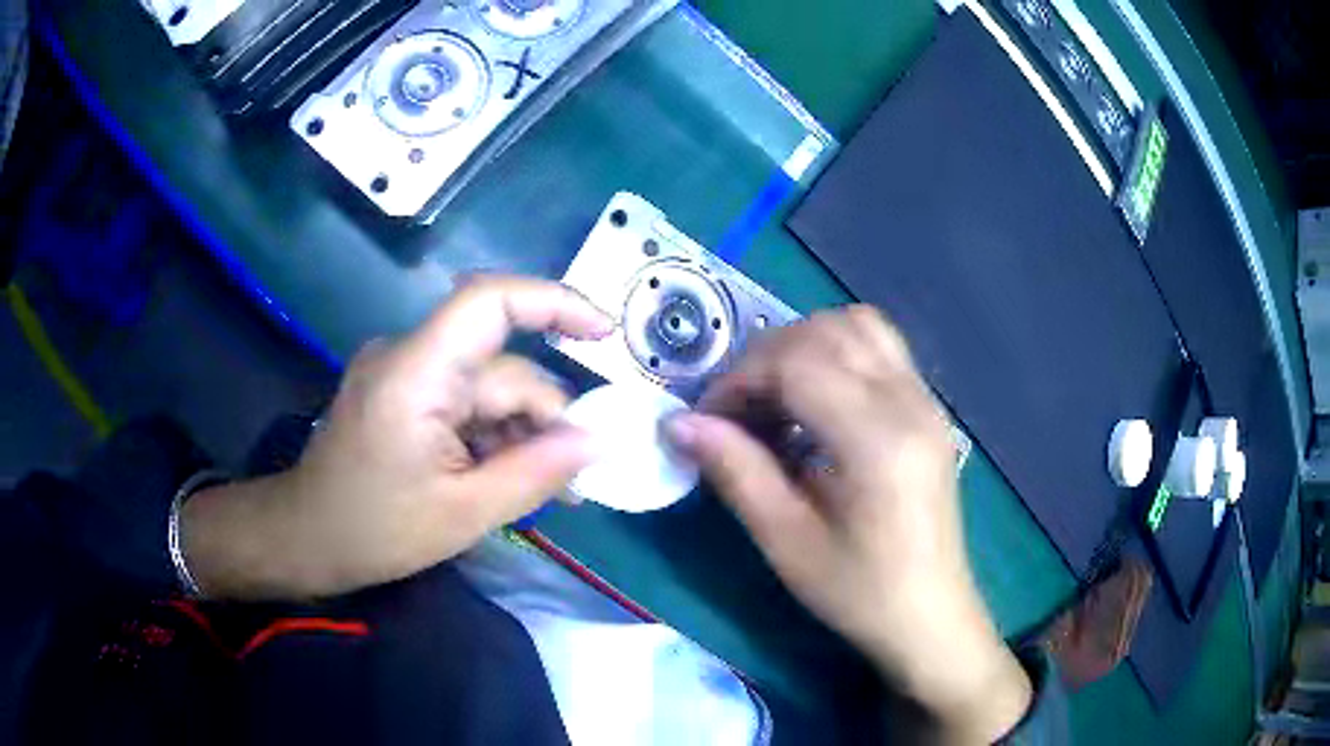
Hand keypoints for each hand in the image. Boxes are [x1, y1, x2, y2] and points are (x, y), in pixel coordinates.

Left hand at [182, 276, 612, 600]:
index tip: (607, 334)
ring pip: (486, 387)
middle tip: (575, 480)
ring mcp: (403, 371)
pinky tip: (504, 476)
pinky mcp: (401, 390)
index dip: (555, 303)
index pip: (490, 302)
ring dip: (519, 433)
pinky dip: (491, 433)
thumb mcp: (463, 514)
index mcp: (416, 375)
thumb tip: (597, 442)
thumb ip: (536, 473)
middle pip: (500, 367)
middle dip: (543, 419)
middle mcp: (409, 355)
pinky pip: (463, 399)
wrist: (304, 538)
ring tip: (541, 489)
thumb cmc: (373, 531)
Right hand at [666, 307, 1030, 743]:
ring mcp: (926, 400)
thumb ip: (736, 471)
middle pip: (826, 332)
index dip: (740, 380)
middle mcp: (909, 402)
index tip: (709, 422)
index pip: (797, 363)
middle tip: (737, 411)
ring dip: (804, 345)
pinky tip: (817, 404)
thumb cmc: (858, 591)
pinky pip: (879, 348)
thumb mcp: (787, 541)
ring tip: (776, 399)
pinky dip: (836, 353)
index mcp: (877, 440)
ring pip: (858, 326)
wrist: (929, 615)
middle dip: (766, 358)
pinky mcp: (929, 408)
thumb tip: (679, 424)